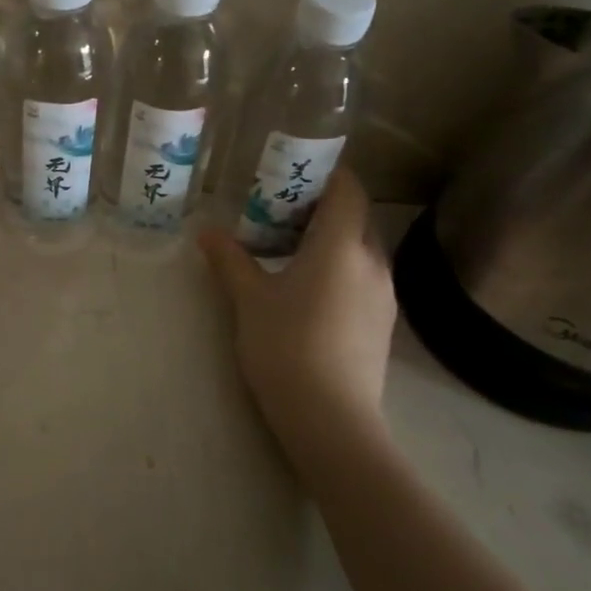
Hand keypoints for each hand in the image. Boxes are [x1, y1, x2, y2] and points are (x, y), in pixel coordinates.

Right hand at [198, 167, 396, 471]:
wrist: (331, 418)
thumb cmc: (286, 345)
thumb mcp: (249, 299)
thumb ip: (229, 260)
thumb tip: (206, 232)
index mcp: (341, 245)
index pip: (348, 189)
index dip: (326, 173)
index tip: (293, 172)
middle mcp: (372, 261)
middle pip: (355, 217)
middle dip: (322, 207)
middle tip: (280, 211)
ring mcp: (384, 295)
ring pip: (361, 249)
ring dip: (331, 240)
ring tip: (290, 250)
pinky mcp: (383, 324)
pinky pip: (364, 277)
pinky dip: (340, 269)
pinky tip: (309, 291)